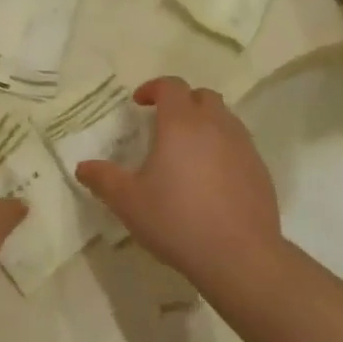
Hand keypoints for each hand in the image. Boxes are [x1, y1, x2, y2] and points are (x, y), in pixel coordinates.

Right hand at [73, 77, 281, 282]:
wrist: (239, 255)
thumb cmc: (177, 221)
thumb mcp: (128, 202)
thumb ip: (103, 179)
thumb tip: (82, 167)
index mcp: (181, 124)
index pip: (171, 86)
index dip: (153, 88)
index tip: (139, 103)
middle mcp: (216, 126)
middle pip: (202, 96)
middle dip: (182, 102)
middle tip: (163, 124)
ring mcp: (243, 146)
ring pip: (225, 118)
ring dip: (205, 123)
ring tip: (188, 150)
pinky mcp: (260, 170)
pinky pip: (239, 144)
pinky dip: (223, 147)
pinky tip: (211, 177)